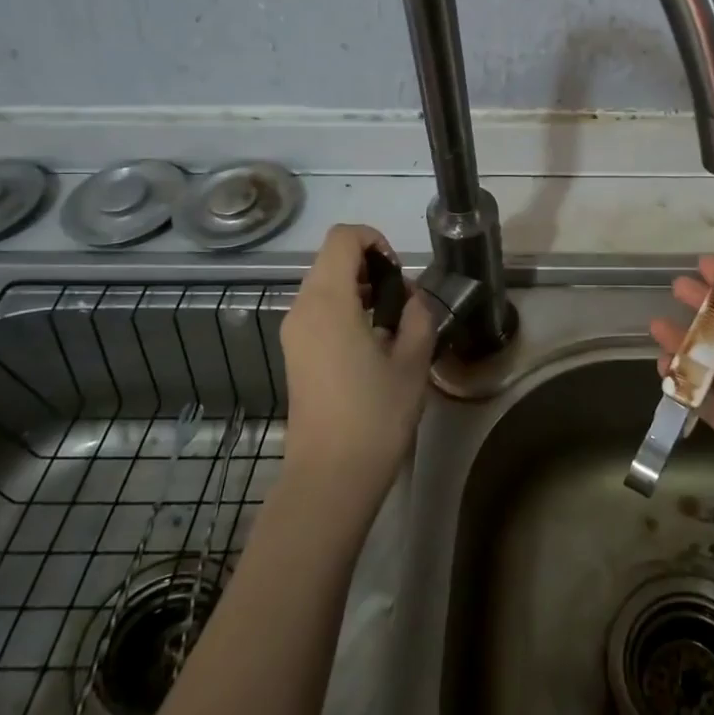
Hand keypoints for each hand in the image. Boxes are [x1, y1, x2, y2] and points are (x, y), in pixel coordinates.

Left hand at [278, 224, 437, 505]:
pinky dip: (347, 309)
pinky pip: (319, 311)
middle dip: (371, 266)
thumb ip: (419, 316)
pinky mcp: (295, 354)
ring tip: (394, 322)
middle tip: (404, 301)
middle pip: (332, 259)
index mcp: (328, 301)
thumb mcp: (413, 361)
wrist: (330, 476)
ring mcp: (294, 333)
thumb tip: (412, 300)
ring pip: (325, 285)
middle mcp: (302, 308)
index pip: (343, 238)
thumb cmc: (375, 415)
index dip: (376, 240)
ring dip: (360, 288)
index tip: (400, 273)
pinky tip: (373, 343)